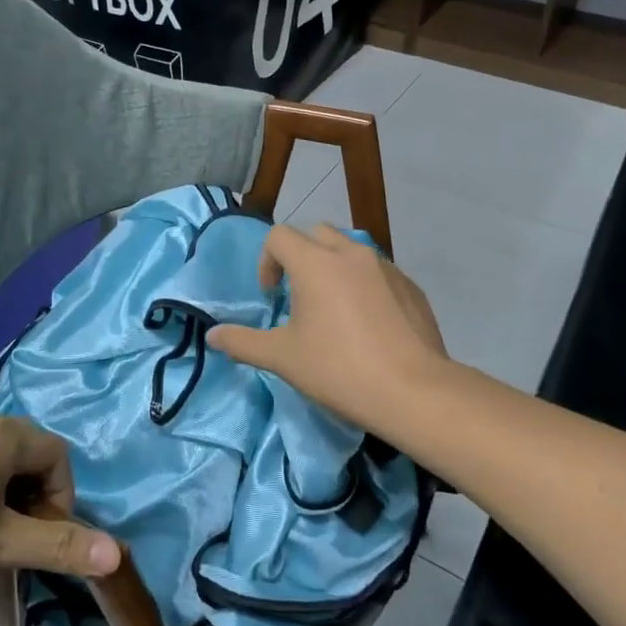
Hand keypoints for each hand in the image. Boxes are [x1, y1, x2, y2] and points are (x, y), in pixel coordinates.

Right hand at [206, 223, 448, 430]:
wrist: (413, 391)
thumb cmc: (339, 369)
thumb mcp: (283, 358)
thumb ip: (243, 342)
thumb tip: (213, 335)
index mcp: (315, 263)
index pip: (279, 237)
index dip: (267, 262)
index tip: (271, 297)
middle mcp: (351, 253)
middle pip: (316, 234)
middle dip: (300, 257)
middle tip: (298, 297)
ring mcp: (386, 267)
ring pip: (350, 250)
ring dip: (334, 268)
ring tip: (334, 311)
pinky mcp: (411, 286)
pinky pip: (378, 272)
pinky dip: (364, 284)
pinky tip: (369, 325)